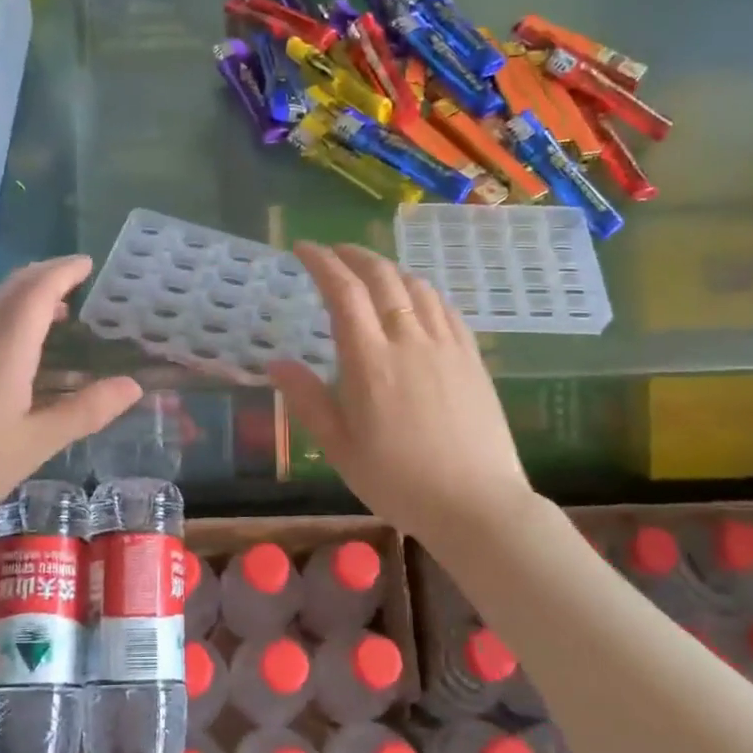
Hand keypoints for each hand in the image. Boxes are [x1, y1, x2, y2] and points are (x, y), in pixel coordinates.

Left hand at [0, 257, 141, 525]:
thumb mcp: (37, 442)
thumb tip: (132, 386)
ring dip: (25, 294)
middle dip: (44, 274)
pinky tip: (20, 346)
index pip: (37, 292)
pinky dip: (10, 315)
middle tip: (75, 275)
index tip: (88, 262)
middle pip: (12, 289)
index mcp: (6, 349)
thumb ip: (85, 411)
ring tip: (57, 307)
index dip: (63, 272)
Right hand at [267, 243, 533, 548]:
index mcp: (369, 359)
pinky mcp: (472, 356)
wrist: (477, 504)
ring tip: (371, 273)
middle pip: (380, 277)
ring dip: (388, 269)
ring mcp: (446, 345)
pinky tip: (417, 299)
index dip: (321, 262)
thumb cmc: (398, 480)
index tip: (303, 248)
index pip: (342, 291)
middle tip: (334, 252)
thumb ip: (307, 399)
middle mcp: (408, 339)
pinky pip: (445, 307)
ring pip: (416, 286)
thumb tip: (275, 363)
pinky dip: (422, 291)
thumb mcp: (339, 447)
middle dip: (353, 255)